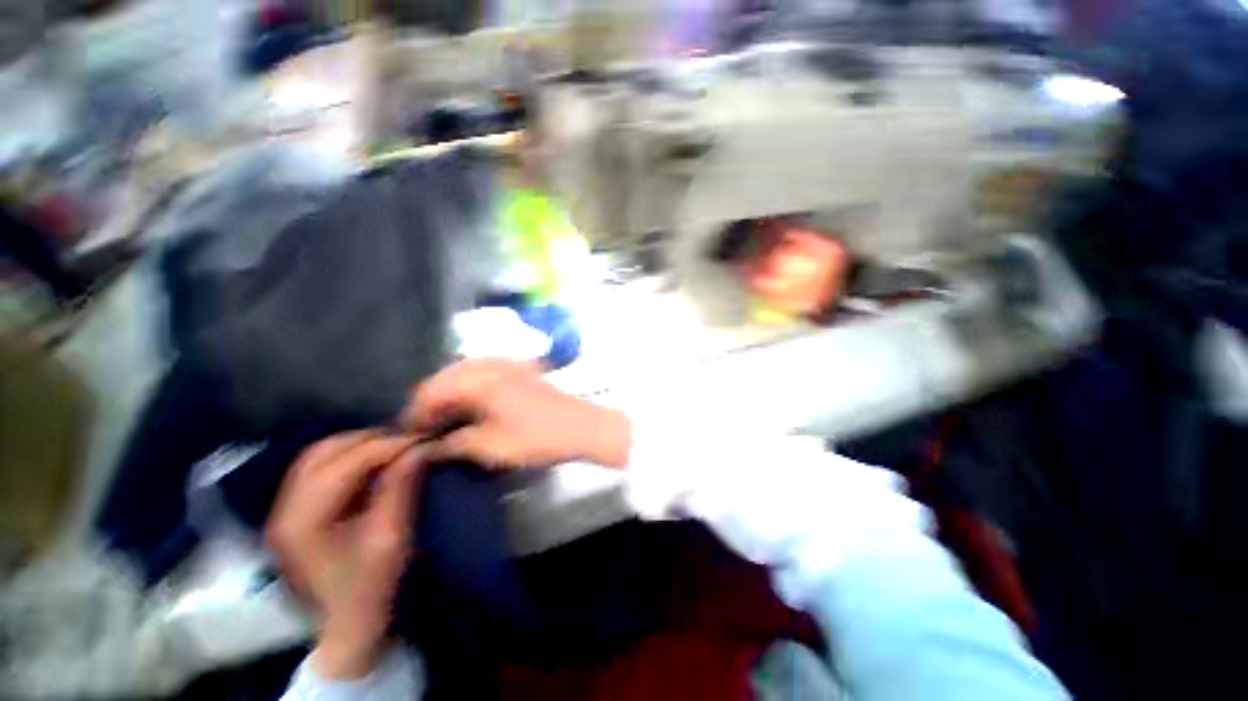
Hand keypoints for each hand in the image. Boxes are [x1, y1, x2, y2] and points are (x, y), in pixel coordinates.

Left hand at [266, 431, 423, 678]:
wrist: (348, 627)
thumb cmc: (372, 587)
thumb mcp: (391, 538)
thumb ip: (401, 488)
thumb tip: (419, 447)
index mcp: (303, 521)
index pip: (346, 463)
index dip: (387, 446)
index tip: (423, 440)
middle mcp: (284, 509)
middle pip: (324, 452)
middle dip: (371, 440)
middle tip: (408, 442)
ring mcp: (283, 510)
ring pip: (318, 455)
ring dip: (358, 445)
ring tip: (392, 449)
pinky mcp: (293, 513)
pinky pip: (317, 468)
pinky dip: (346, 457)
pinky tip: (371, 463)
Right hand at [401, 358, 630, 469]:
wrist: (583, 426)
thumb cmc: (538, 438)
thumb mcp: (492, 447)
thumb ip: (454, 444)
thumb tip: (429, 447)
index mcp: (481, 379)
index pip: (432, 390)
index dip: (416, 413)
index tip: (409, 436)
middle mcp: (491, 363)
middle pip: (446, 376)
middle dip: (432, 400)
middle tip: (427, 429)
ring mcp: (509, 362)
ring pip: (465, 371)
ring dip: (451, 392)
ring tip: (446, 419)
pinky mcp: (521, 367)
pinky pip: (484, 371)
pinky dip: (470, 386)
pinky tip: (471, 405)